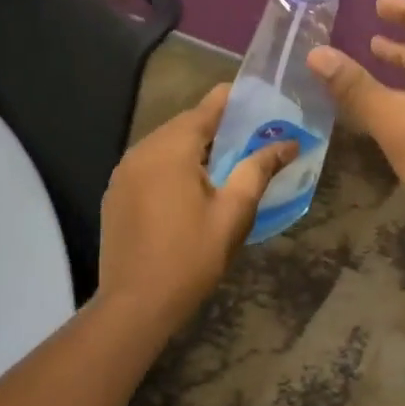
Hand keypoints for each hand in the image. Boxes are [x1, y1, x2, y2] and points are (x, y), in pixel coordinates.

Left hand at [97, 83, 295, 325]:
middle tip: (249, 135)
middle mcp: (142, 149)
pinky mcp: (116, 192)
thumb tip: (288, 143)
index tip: (259, 99)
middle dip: (216, 126)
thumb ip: (258, 170)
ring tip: (224, 160)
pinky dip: (171, 164)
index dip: (233, 100)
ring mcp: (124, 170)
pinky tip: (189, 186)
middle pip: (185, 124)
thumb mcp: (233, 213)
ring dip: (193, 146)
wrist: (134, 306)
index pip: (207, 107)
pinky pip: (149, 163)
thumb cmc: (190, 258)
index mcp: (171, 148)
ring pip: (165, 143)